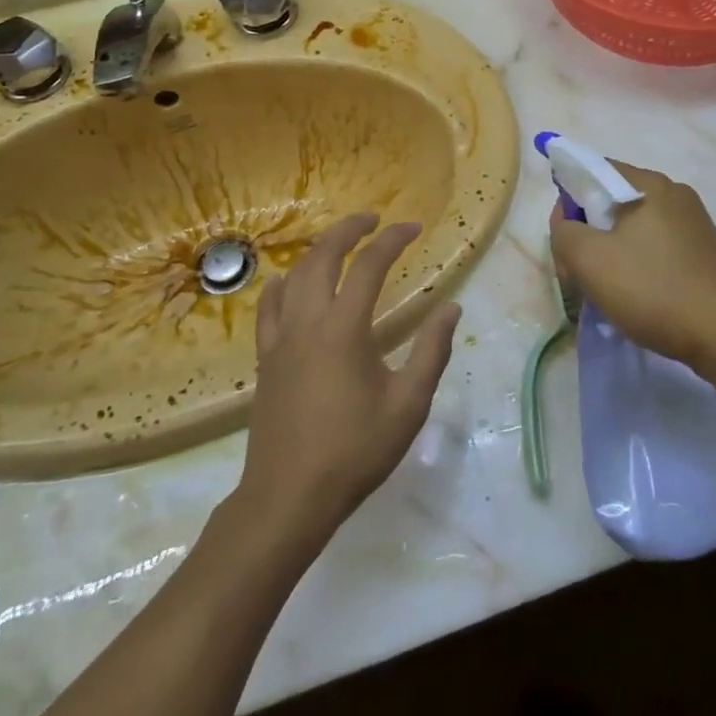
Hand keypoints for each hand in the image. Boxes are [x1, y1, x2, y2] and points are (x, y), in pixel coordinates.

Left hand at [238, 213, 460, 545]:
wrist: (289, 496)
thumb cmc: (355, 450)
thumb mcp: (408, 405)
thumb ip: (432, 351)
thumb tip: (451, 308)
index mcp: (345, 328)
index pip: (370, 264)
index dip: (393, 239)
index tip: (414, 227)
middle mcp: (308, 321)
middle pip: (322, 256)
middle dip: (348, 229)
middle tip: (372, 219)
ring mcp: (280, 338)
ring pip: (293, 275)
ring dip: (317, 251)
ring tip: (338, 245)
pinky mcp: (265, 358)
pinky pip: (268, 307)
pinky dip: (282, 284)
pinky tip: (288, 284)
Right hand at [549, 162, 715, 371]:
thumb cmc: (654, 290)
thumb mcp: (590, 260)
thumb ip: (564, 232)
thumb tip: (568, 223)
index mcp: (649, 184)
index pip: (592, 171)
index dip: (567, 201)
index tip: (564, 241)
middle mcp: (674, 194)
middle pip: (610, 202)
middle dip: (586, 235)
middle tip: (579, 276)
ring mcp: (692, 224)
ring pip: (630, 229)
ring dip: (608, 256)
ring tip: (605, 293)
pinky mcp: (702, 253)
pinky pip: (653, 248)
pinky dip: (634, 266)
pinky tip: (634, 298)